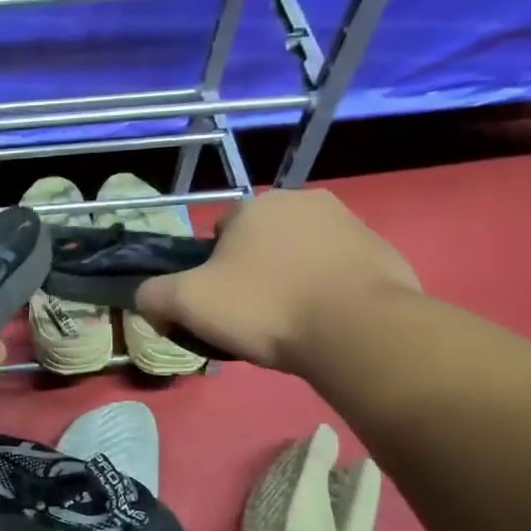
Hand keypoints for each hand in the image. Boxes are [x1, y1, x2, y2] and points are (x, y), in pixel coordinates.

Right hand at [135, 190, 418, 372]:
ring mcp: (349, 223)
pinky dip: (327, 290)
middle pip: (260, 241)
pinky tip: (323, 322)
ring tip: (289, 323)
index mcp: (255, 206)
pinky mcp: (382, 252)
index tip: (216, 304)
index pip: (217, 234)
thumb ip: (153, 296)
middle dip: (253, 271)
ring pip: (300, 254)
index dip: (210, 270)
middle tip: (250, 316)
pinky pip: (339, 270)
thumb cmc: (264, 307)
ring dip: (290, 279)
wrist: (357, 330)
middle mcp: (303, 201)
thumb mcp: (186, 304)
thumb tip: (148, 301)